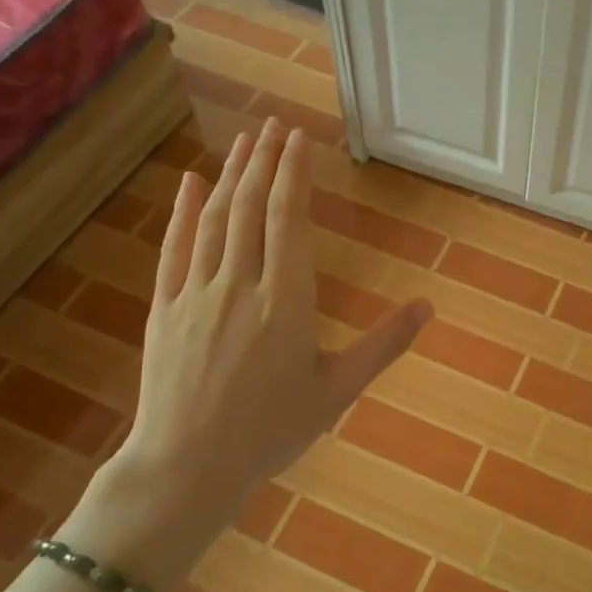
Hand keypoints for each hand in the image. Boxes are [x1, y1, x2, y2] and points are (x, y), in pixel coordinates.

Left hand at [63, 119, 430, 587]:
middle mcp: (239, 284)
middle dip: (264, 161)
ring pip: (214, 219)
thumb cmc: (269, 432)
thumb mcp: (337, 392)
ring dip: (230, 175)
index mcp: (286, 302)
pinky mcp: (164, 307)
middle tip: (273, 124)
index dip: (294, 174)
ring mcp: (195, 293)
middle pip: (251, 207)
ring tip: (244, 140)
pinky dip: (183, 211)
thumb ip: (383, 345)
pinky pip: (174, 247)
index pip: (289, 220)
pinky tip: (190, 183)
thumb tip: (427, 307)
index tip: (299, 139)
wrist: (186, 468)